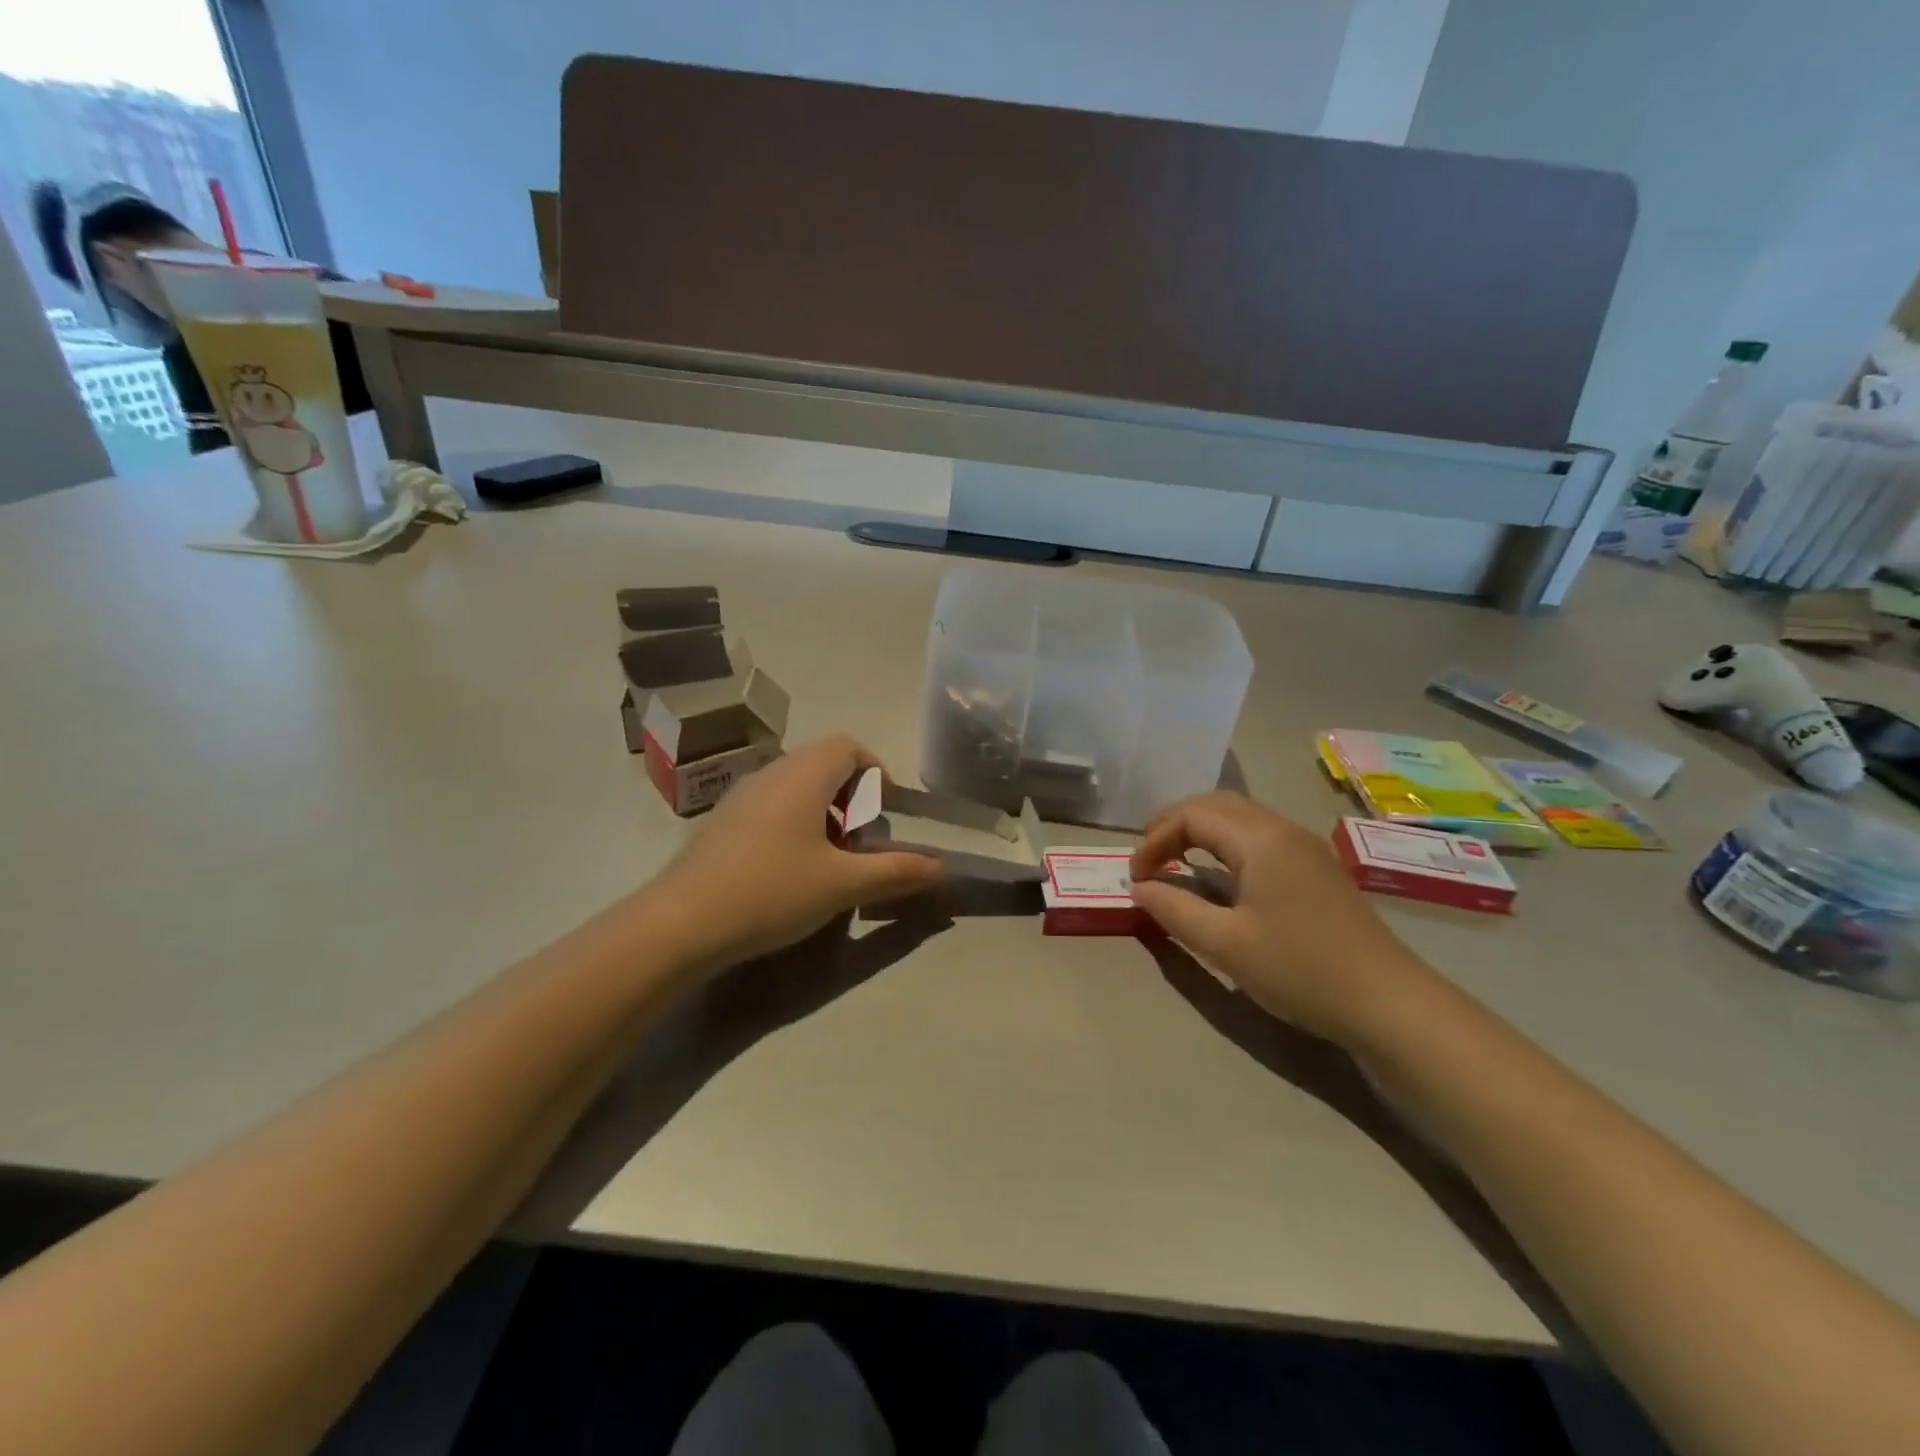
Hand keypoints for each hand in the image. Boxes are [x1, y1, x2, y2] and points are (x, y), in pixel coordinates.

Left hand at [654, 736, 944, 967]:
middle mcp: (771, 773)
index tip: (884, 813)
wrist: (681, 923)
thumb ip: (895, 871)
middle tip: (859, 842)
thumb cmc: (772, 891)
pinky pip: (769, 805)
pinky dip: (792, 823)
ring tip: (828, 860)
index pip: (848, 746)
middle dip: (851, 797)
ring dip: (822, 812)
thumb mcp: (842, 885)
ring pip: (794, 786)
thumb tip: (941, 867)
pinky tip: (787, 871)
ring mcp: (740, 795)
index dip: (875, 772)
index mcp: (803, 775)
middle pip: (823, 764)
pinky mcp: (720, 821)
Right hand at [1130, 792, 1435, 1045]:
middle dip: (1174, 823)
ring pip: (1241, 817)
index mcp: (1260, 839)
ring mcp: (1306, 847)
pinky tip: (1220, 874)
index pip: (1192, 815)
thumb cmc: (1301, 970)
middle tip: (1147, 857)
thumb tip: (1140, 888)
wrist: (1390, 1004)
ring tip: (1174, 860)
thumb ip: (1174, 909)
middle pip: (1217, 804)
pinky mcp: (1317, 869)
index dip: (1154, 839)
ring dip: (1201, 831)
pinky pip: (1260, 836)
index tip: (1135, 877)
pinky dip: (1226, 843)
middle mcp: (1283, 830)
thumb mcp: (1225, 944)